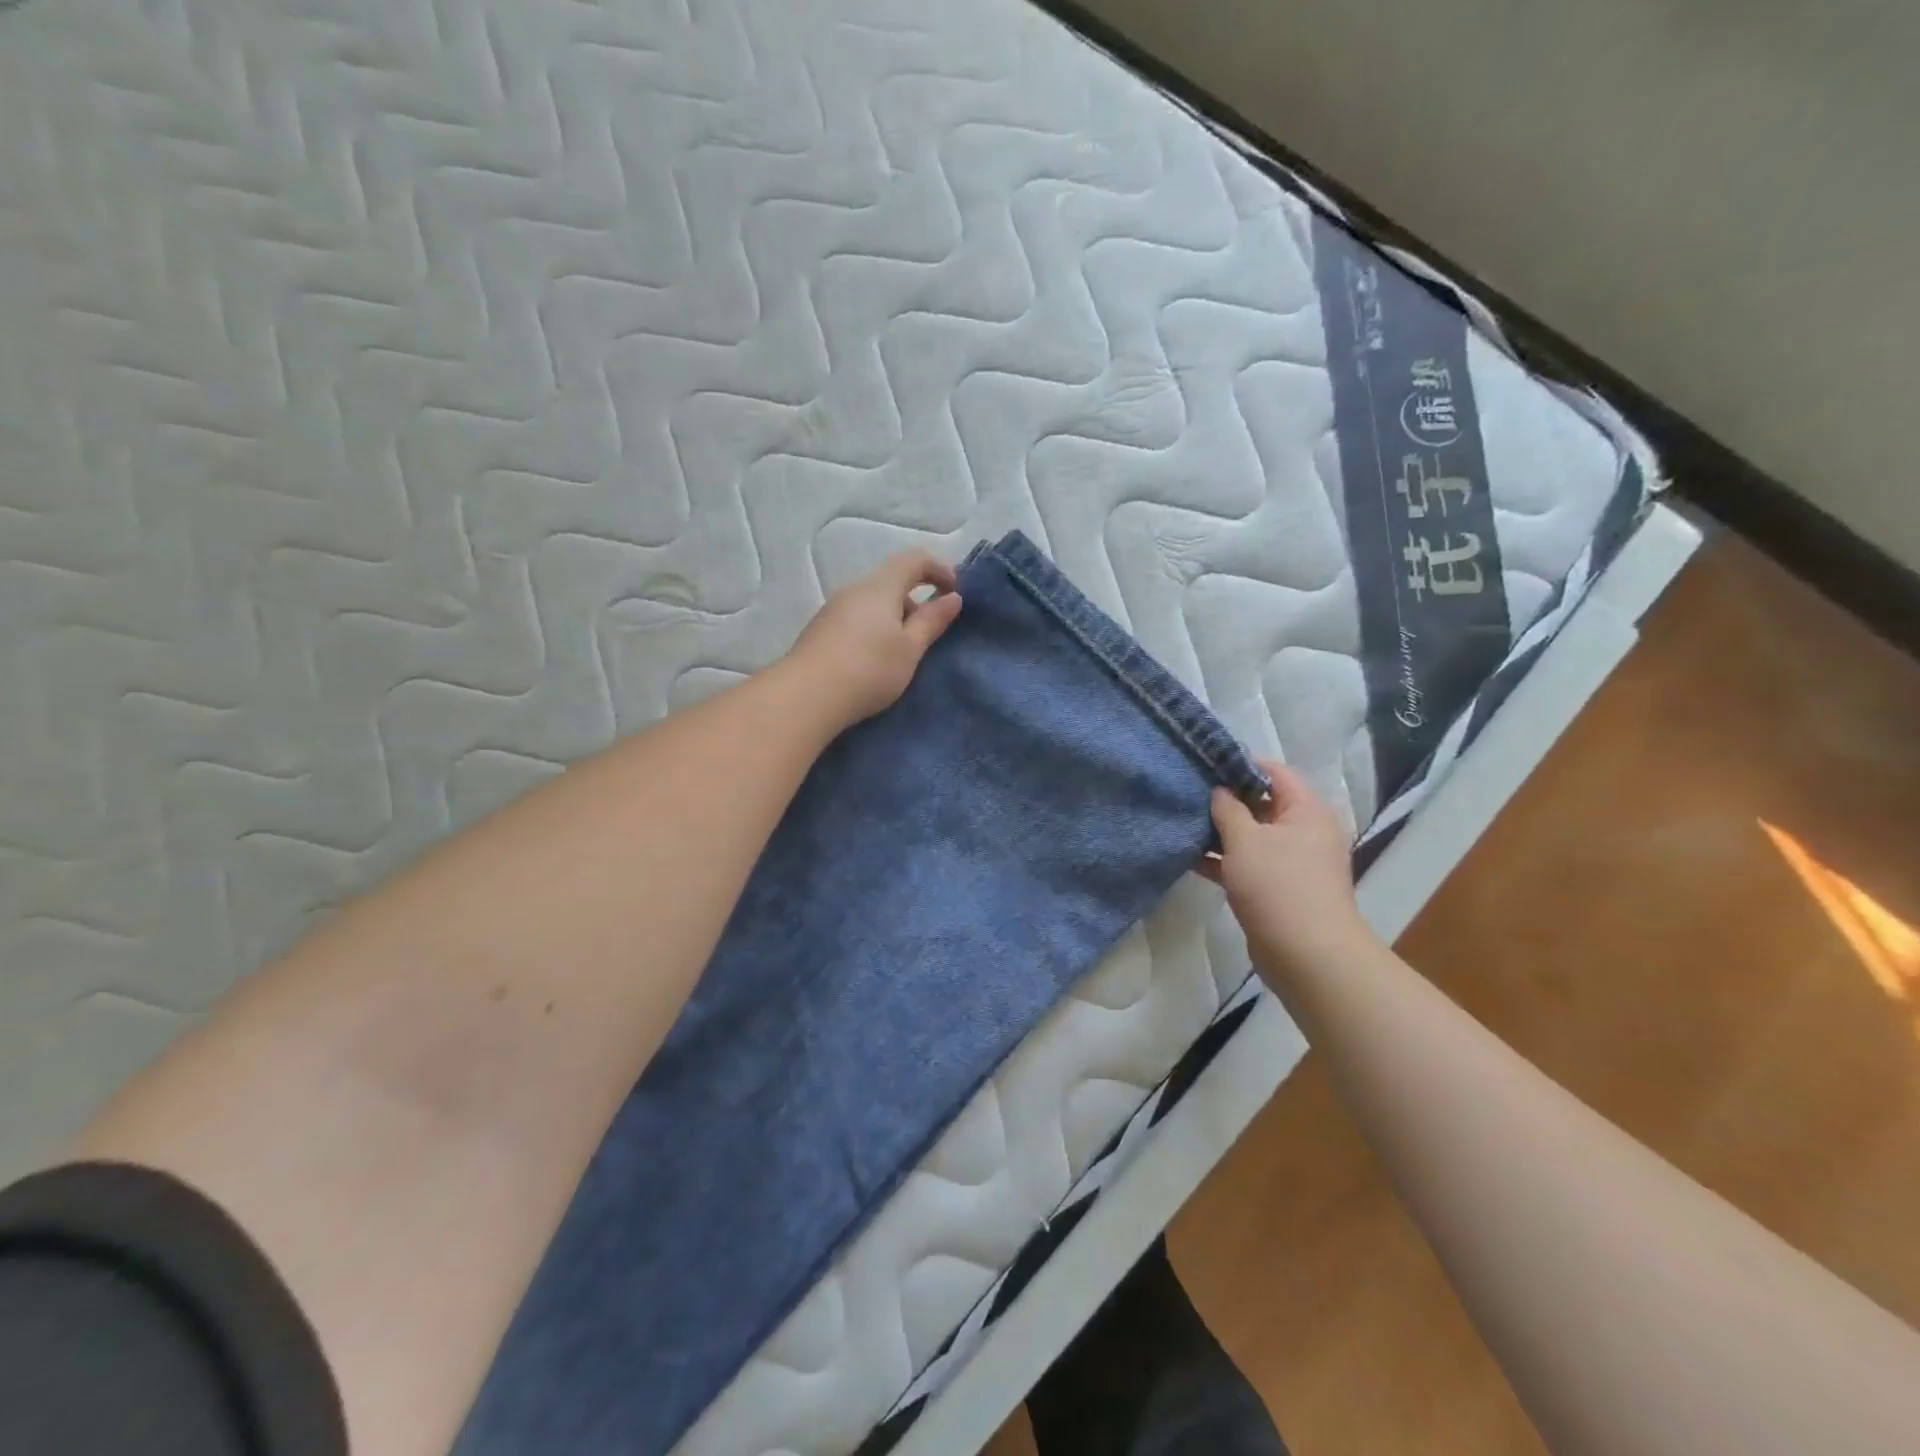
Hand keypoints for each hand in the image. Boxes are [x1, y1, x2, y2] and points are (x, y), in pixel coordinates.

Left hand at [784, 550, 962, 729]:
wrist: (806, 697)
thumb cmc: (869, 669)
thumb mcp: (910, 648)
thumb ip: (932, 621)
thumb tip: (952, 598)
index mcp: (880, 587)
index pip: (914, 559)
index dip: (939, 569)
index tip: (955, 592)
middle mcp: (854, 590)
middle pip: (892, 581)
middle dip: (917, 600)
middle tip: (931, 633)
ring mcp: (833, 609)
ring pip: (873, 603)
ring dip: (895, 619)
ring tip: (904, 653)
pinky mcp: (821, 631)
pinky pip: (857, 620)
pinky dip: (875, 630)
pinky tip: (876, 662)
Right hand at [1205, 758, 1375, 979]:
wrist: (1308, 955)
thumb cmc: (1278, 886)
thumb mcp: (1245, 839)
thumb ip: (1228, 808)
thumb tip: (1219, 791)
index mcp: (1306, 809)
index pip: (1273, 771)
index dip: (1239, 764)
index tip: (1204, 763)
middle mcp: (1304, 830)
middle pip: (1262, 803)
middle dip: (1225, 798)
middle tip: (1188, 791)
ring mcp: (1293, 861)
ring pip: (1252, 835)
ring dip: (1221, 831)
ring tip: (1183, 821)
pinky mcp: (1279, 888)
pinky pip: (1248, 863)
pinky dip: (1224, 859)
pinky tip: (1190, 856)